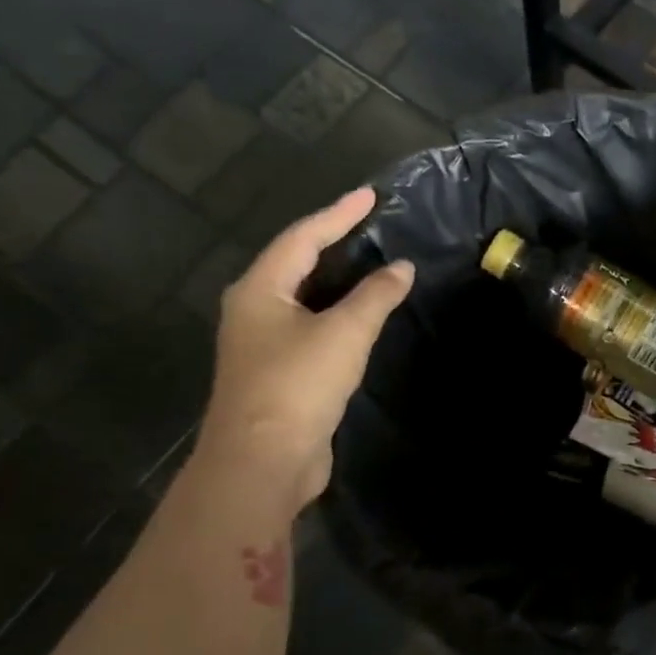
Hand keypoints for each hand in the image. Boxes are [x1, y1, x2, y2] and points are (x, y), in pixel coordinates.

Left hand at [198, 187, 413, 510]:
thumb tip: (402, 268)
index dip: (338, 214)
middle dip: (332, 241)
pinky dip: (337, 311)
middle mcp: (253, 309)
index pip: (302, 238)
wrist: (263, 460)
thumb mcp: (344, 333)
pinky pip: (310, 325)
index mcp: (259, 290)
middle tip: (371, 225)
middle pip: (295, 263)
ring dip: (337, 279)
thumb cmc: (298, 385)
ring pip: (303, 296)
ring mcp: (262, 343)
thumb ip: (376, 297)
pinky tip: (360, 316)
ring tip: (371, 263)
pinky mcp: (278, 371)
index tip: (370, 195)